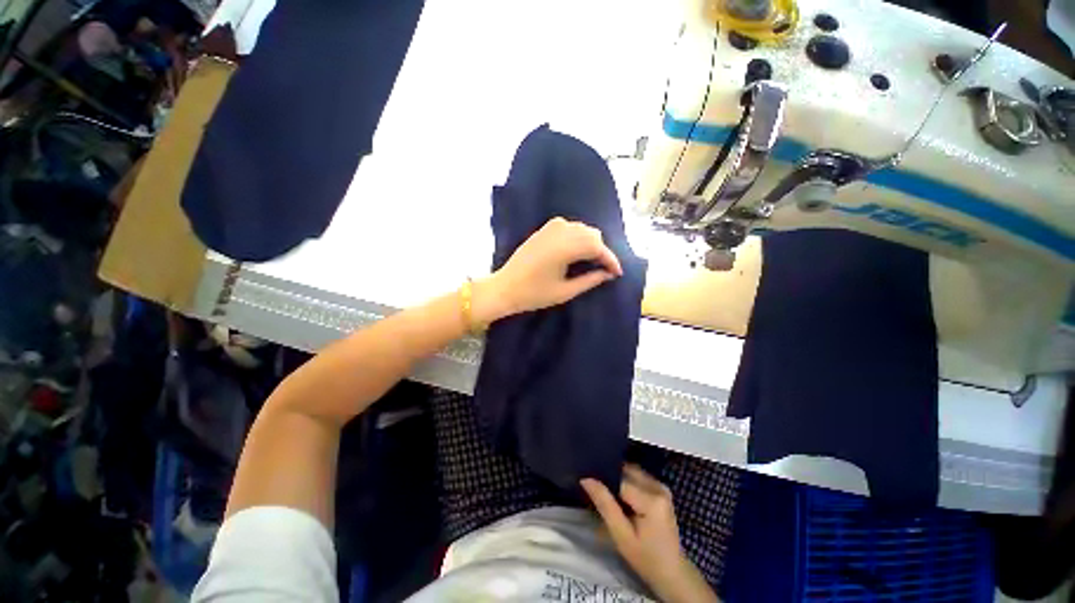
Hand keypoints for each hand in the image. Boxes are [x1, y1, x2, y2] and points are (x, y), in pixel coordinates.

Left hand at [474, 217, 622, 322]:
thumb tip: (608, 274)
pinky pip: (568, 226)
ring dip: (591, 242)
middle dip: (602, 250)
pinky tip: (576, 250)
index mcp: (565, 248)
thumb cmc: (534, 294)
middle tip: (604, 269)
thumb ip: (590, 280)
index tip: (618, 273)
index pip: (597, 247)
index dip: (611, 260)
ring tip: (592, 261)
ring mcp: (550, 228)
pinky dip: (577, 236)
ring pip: (581, 228)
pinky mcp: (543, 229)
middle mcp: (560, 232)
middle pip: (592, 234)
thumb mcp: (565, 291)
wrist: (505, 287)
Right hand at [582, 465, 717, 602]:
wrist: (672, 571)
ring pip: (631, 471)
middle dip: (610, 476)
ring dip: (618, 478)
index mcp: (652, 499)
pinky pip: (637, 476)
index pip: (620, 479)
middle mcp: (658, 486)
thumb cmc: (645, 557)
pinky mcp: (661, 488)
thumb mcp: (621, 535)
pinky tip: (619, 495)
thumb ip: (605, 505)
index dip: (603, 479)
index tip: (587, 482)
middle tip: (594, 487)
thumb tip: (586, 479)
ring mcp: (661, 486)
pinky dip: (626, 481)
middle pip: (626, 471)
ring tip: (605, 491)